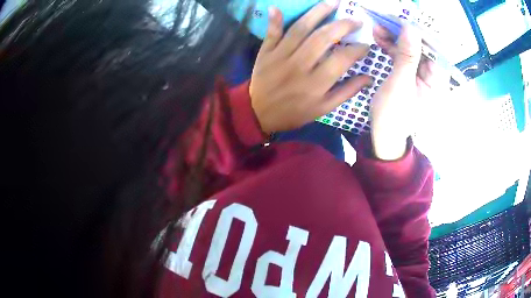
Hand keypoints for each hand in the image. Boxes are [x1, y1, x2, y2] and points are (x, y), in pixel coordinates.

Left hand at [250, 2, 371, 133]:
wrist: (259, 114)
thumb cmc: (294, 113)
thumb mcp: (323, 109)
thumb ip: (346, 92)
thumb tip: (368, 77)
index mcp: (316, 83)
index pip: (342, 59)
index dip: (357, 49)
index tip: (366, 44)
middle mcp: (300, 66)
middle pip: (323, 37)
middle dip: (342, 25)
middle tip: (355, 19)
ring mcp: (281, 56)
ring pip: (301, 29)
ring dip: (317, 12)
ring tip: (332, 2)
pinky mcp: (266, 53)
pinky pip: (272, 33)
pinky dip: (275, 20)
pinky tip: (276, 7)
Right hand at [370, 24, 445, 159]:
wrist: (384, 133)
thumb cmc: (393, 115)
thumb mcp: (400, 85)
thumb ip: (407, 56)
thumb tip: (410, 28)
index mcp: (438, 83)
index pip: (434, 50)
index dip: (420, 33)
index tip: (403, 19)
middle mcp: (434, 76)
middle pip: (422, 47)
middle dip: (404, 33)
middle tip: (385, 20)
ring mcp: (422, 75)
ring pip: (411, 49)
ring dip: (394, 37)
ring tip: (377, 27)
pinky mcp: (411, 74)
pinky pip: (403, 55)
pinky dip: (391, 46)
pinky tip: (379, 37)